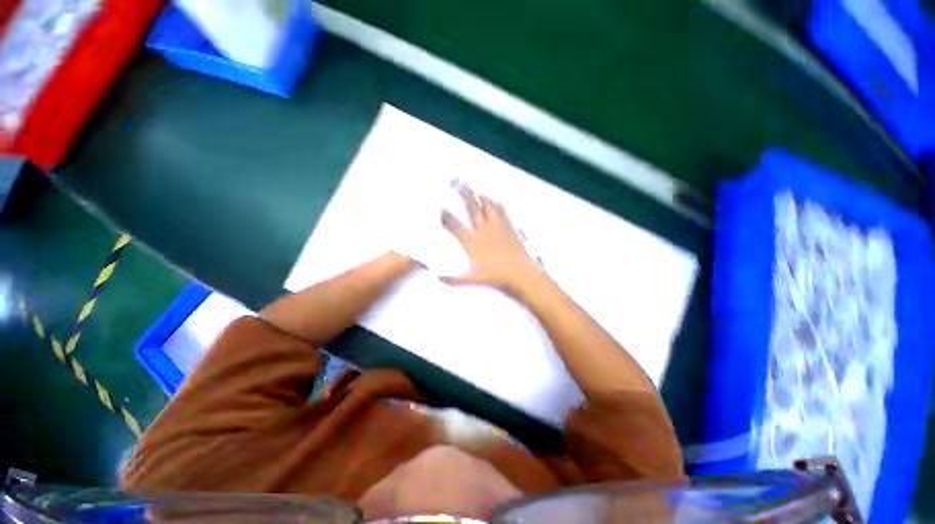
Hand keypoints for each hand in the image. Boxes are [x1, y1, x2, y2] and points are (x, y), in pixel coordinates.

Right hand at [440, 185, 537, 292]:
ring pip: (487, 206)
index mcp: (473, 241)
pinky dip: (495, 203)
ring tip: (474, 188)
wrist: (520, 272)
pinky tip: (494, 200)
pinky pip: (501, 211)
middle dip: (464, 196)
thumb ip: (454, 279)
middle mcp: (483, 230)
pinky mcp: (508, 227)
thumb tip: (437, 278)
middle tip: (458, 182)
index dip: (447, 216)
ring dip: (480, 196)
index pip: (456, 226)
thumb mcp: (472, 279)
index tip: (441, 208)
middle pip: (472, 209)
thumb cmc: (495, 276)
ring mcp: (497, 227)